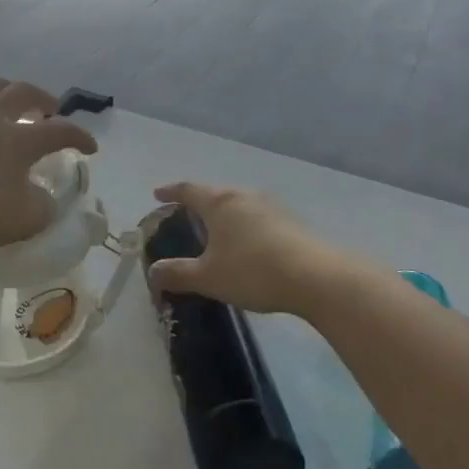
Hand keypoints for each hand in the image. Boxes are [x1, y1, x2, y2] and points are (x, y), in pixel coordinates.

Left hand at [0, 78, 98, 249]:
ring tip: (6, 97)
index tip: (90, 147)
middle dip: (43, 99)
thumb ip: (40, 211)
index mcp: (18, 139)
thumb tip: (46, 201)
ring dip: (4, 88)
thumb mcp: (15, 222)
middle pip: (24, 93)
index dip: (79, 137)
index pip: (60, 132)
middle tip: (50, 109)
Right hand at [148, 181, 344, 313]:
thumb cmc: (253, 271)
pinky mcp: (291, 221)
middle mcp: (243, 196)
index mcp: (219, 203)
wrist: (316, 278)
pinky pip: (257, 217)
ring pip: (238, 204)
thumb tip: (153, 272)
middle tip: (185, 215)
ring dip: (224, 214)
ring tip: (216, 230)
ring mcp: (271, 206)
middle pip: (215, 194)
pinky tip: (246, 244)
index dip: (170, 192)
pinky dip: (244, 226)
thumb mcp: (208, 277)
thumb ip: (178, 273)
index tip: (158, 194)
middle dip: (198, 203)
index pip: (188, 190)